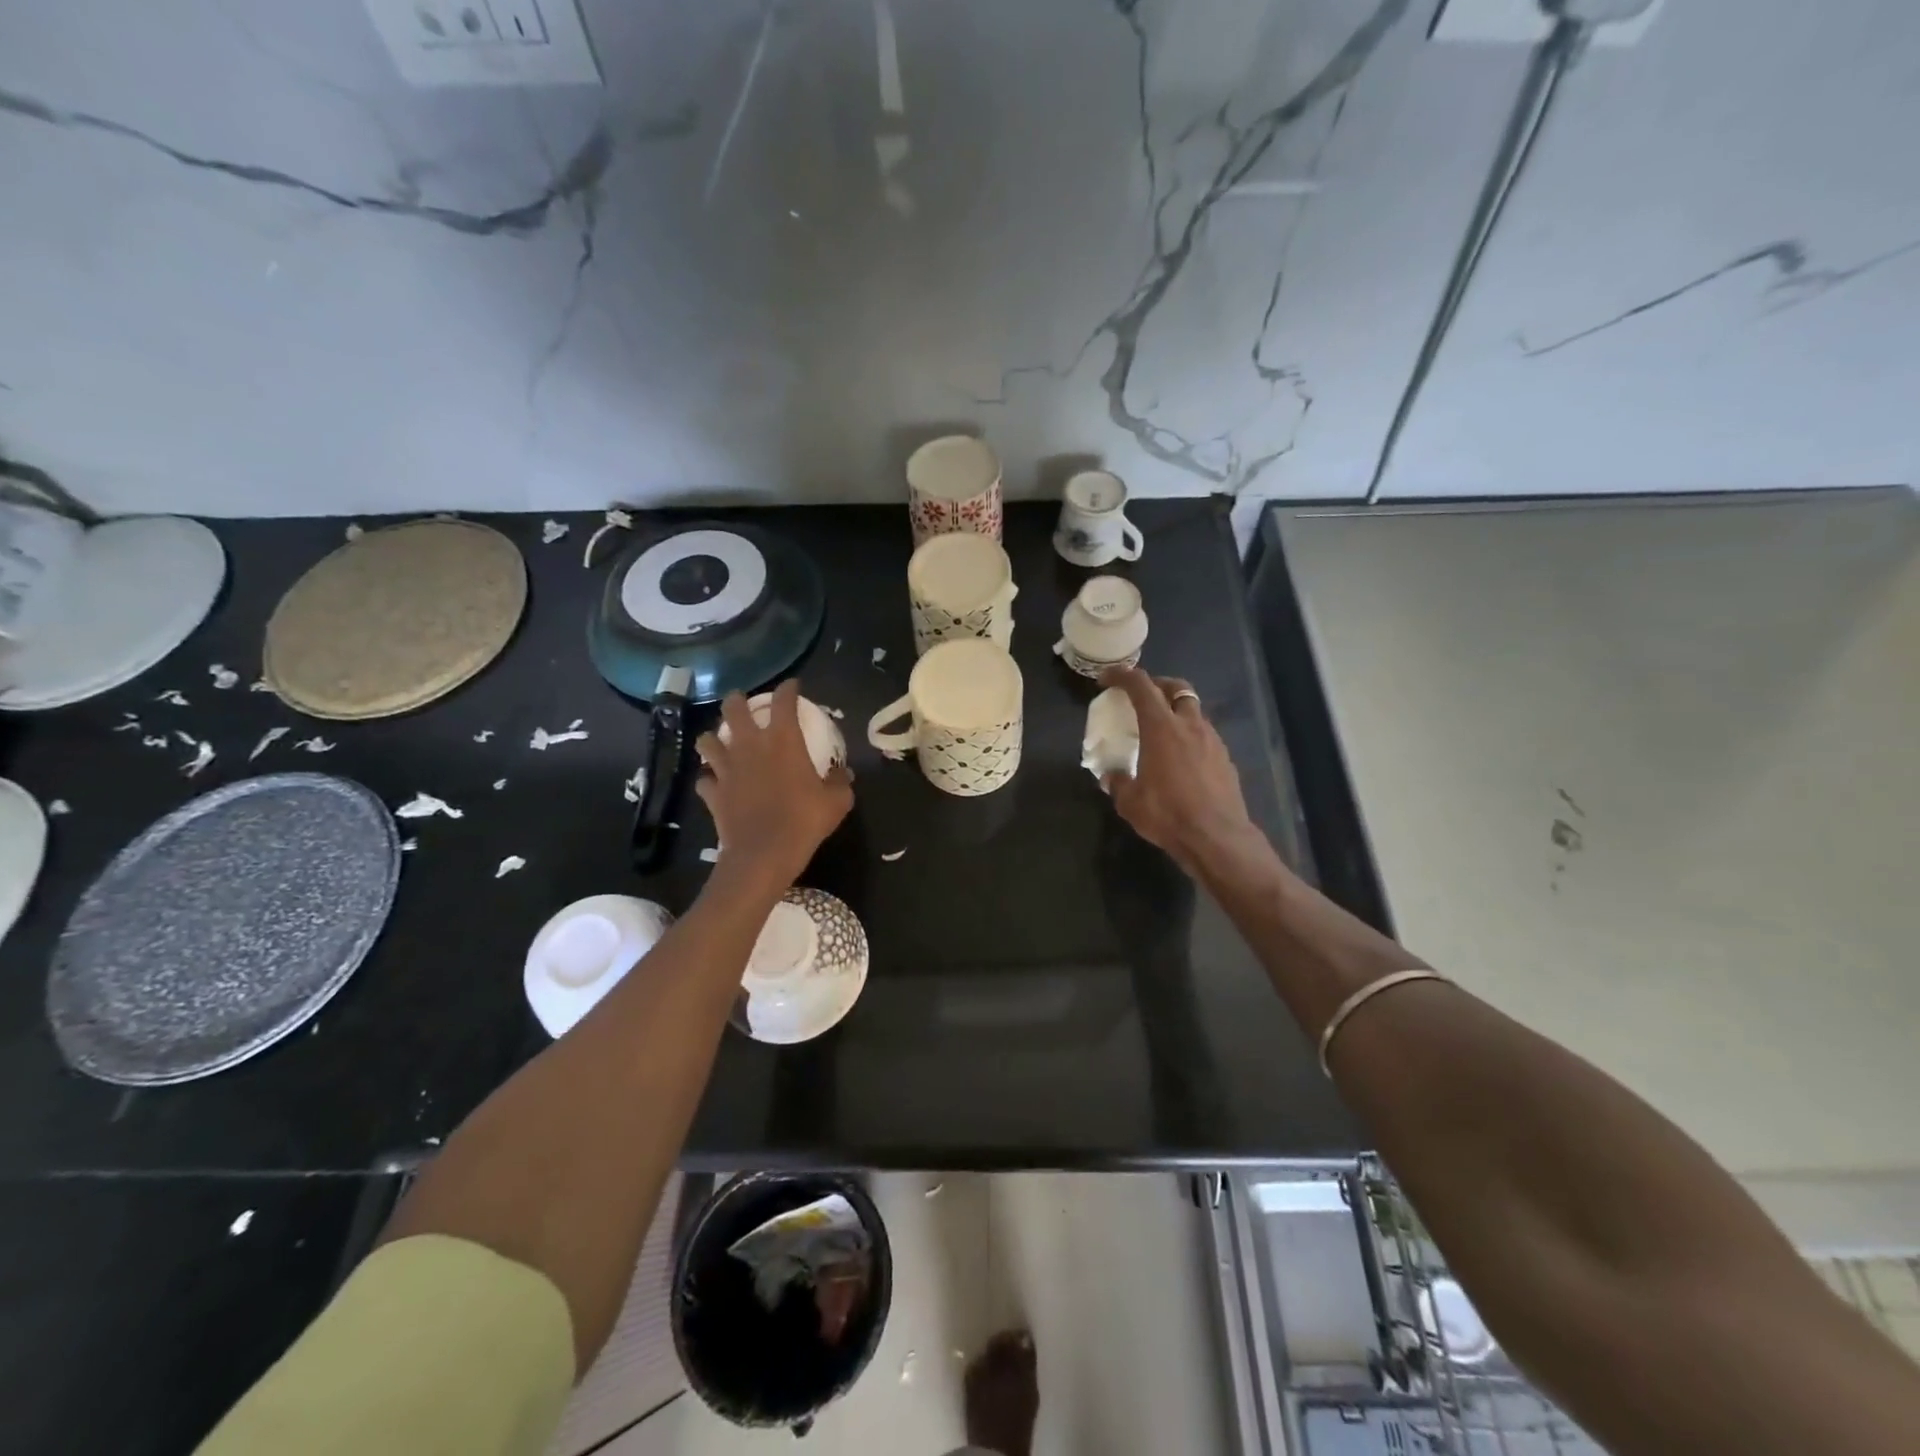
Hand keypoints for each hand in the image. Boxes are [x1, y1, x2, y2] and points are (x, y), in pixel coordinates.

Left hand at [695, 680, 852, 894]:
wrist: (764, 854)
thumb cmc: (804, 821)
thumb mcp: (836, 802)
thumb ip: (839, 782)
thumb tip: (843, 774)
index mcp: (783, 741)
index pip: (784, 701)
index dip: (788, 689)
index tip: (792, 686)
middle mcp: (750, 746)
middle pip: (733, 709)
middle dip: (737, 701)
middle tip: (742, 703)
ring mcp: (726, 769)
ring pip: (708, 740)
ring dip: (714, 738)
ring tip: (721, 742)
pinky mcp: (713, 793)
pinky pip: (704, 780)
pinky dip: (709, 779)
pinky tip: (715, 783)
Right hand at [1102, 667, 1260, 876]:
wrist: (1217, 838)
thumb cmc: (1168, 814)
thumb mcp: (1129, 802)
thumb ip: (1118, 783)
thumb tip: (1111, 777)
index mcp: (1161, 728)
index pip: (1141, 686)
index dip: (1122, 675)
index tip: (1107, 679)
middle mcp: (1189, 725)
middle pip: (1176, 688)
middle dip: (1157, 685)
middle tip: (1141, 696)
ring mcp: (1212, 740)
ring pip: (1194, 711)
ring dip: (1176, 711)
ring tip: (1162, 730)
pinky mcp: (1225, 758)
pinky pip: (1205, 735)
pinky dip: (1190, 735)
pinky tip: (1182, 758)